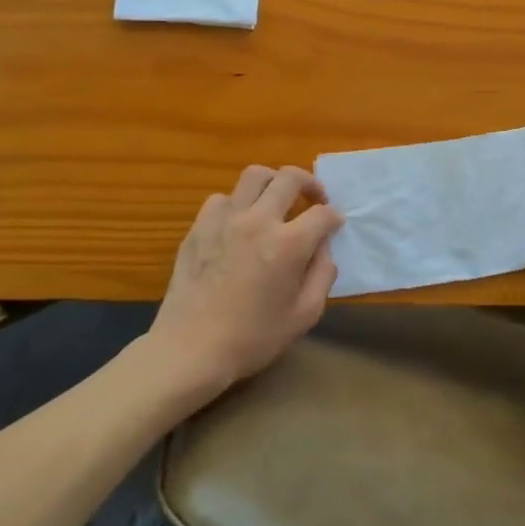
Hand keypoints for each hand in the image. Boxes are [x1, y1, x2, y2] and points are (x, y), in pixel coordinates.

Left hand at [145, 164, 342, 397]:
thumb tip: (323, 248)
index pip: (323, 213)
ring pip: (254, 175)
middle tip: (313, 199)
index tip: (334, 227)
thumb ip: (322, 275)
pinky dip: (237, 203)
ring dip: (272, 183)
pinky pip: (222, 198)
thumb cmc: (253, 338)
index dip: (334, 218)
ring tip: (276, 200)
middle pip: (289, 177)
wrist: (190, 350)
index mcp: (288, 244)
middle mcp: (258, 221)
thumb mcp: (304, 315)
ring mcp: (224, 220)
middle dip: (310, 183)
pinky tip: (240, 223)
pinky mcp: (199, 227)